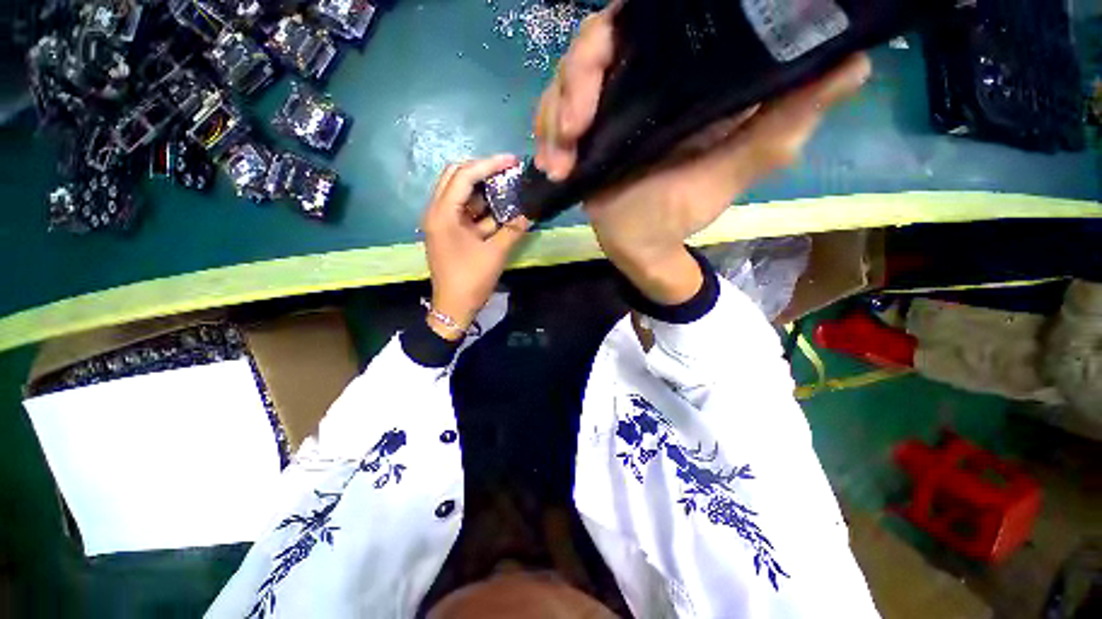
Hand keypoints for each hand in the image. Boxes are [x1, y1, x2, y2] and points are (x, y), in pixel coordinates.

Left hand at [423, 155, 530, 339]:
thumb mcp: (495, 253)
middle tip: (507, 171)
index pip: (463, 176)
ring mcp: (442, 222)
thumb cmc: (471, 280)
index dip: (488, 165)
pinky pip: (465, 211)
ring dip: (483, 189)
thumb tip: (530, 213)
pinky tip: (500, 209)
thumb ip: (513, 230)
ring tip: (507, 187)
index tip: (511, 161)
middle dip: (482, 171)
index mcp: (443, 214)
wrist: (454, 307)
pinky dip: (482, 208)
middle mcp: (437, 212)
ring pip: (460, 194)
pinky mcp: (449, 232)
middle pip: (456, 177)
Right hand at [534, 7, 869, 303]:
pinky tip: (552, 166)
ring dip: (554, 114)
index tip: (610, 46)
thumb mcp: (732, 170)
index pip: (648, 21)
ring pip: (564, 80)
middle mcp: (638, 83)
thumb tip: (852, 65)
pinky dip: (544, 138)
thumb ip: (781, 125)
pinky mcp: (579, 137)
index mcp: (679, 80)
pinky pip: (549, 119)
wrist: (640, 246)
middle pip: (595, 43)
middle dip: (576, 79)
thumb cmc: (681, 213)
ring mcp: (603, 109)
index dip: (623, 20)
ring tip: (560, 158)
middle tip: (573, 126)